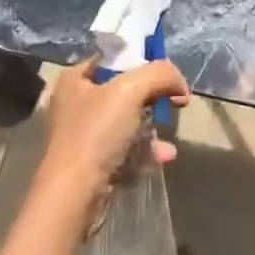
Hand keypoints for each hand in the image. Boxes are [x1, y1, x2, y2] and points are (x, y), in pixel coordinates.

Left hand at [38, 57, 190, 218]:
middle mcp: (75, 105)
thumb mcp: (131, 89)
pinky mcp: (93, 165)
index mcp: (75, 79)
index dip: (142, 61)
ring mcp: (84, 137)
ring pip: (128, 123)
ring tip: (170, 132)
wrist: (74, 196)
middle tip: (175, 101)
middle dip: (152, 97)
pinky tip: (165, 156)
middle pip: (124, 91)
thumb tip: (179, 83)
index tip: (167, 74)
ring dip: (152, 127)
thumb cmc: (96, 133)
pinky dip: (146, 152)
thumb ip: (160, 74)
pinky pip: (127, 151)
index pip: (113, 58)